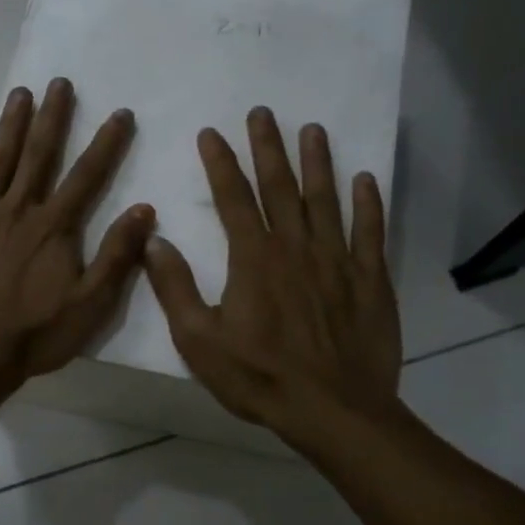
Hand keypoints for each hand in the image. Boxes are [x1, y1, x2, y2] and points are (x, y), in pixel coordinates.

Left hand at [0, 78, 154, 400]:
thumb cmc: (34, 334)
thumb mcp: (90, 304)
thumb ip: (116, 255)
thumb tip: (145, 209)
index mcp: (54, 228)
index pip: (86, 176)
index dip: (106, 143)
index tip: (120, 112)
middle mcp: (17, 210)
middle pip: (38, 156)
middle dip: (52, 118)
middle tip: (58, 82)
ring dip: (10, 125)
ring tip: (20, 93)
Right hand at [143, 107, 402, 451]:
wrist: (334, 411)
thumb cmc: (260, 378)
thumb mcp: (199, 341)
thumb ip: (175, 288)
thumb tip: (155, 240)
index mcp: (254, 260)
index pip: (233, 199)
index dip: (221, 163)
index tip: (212, 133)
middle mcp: (296, 248)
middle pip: (280, 187)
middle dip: (268, 147)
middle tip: (263, 112)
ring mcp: (338, 260)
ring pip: (326, 200)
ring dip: (317, 162)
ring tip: (312, 130)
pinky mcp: (370, 279)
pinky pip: (370, 231)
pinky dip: (367, 203)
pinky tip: (364, 179)